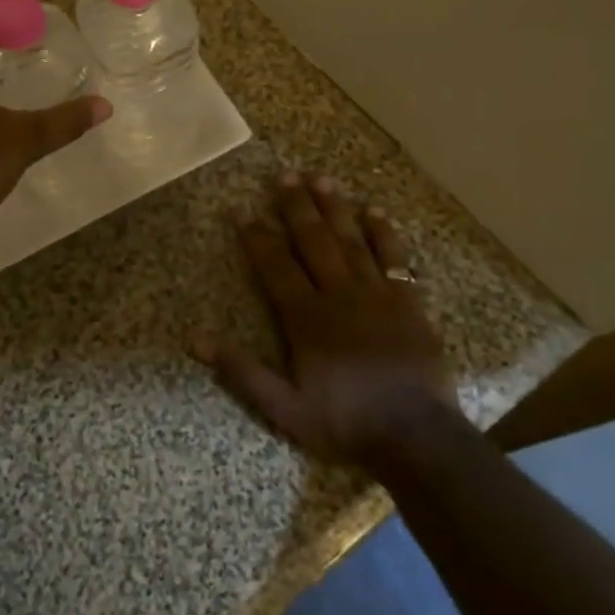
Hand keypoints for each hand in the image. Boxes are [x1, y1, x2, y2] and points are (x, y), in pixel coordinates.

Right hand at [199, 173, 462, 472]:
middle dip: (296, 207)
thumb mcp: (285, 408)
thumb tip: (196, 341)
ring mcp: (376, 293)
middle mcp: (339, 294)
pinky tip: (374, 211)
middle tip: (284, 175)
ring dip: (335, 208)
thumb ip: (242, 372)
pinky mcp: (408, 300)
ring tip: (321, 178)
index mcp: (306, 318)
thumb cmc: (347, 422)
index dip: (256, 236)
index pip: (275, 265)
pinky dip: (384, 233)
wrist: (418, 438)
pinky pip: (394, 257)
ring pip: (350, 240)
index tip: (241, 208)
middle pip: (313, 241)